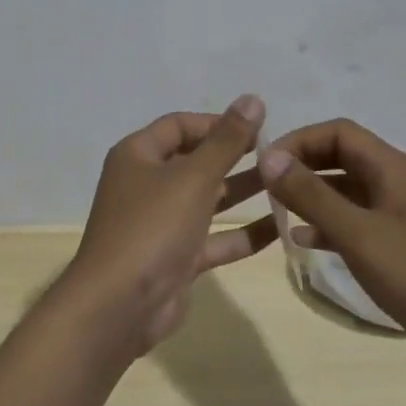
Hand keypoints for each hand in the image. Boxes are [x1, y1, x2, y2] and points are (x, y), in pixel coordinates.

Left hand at [64, 95, 277, 355]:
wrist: (119, 307)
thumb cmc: (152, 226)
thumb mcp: (194, 177)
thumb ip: (227, 140)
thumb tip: (253, 98)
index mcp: (137, 155)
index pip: (179, 126)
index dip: (217, 123)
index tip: (258, 127)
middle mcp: (146, 185)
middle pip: (194, 161)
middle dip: (233, 156)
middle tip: (277, 154)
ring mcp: (160, 224)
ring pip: (206, 200)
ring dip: (241, 192)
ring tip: (286, 183)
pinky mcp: (175, 259)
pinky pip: (213, 238)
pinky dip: (241, 233)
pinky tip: (280, 227)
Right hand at [258, 119, 405, 381]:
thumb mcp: (359, 235)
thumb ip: (312, 195)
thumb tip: (268, 157)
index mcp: (392, 168)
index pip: (337, 132)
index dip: (299, 141)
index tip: (265, 165)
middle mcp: (397, 181)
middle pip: (342, 156)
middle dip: (303, 166)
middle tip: (267, 188)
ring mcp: (401, 213)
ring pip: (347, 190)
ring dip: (313, 195)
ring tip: (277, 212)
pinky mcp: (402, 243)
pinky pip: (357, 220)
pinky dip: (329, 224)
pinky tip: (305, 241)